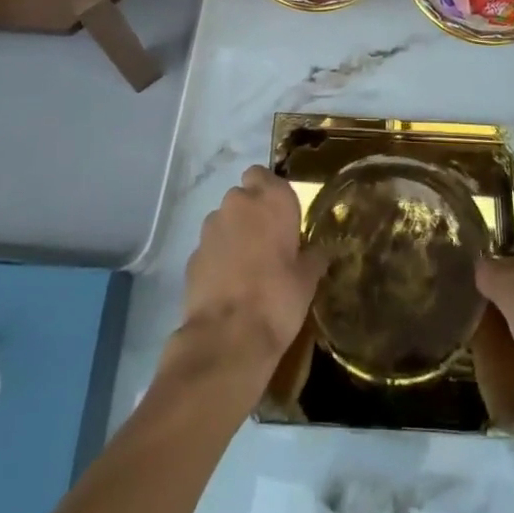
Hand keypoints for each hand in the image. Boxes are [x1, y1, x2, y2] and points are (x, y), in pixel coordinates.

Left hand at [171, 166, 326, 379]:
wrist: (227, 338)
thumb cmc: (277, 300)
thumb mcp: (307, 281)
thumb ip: (313, 257)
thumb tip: (320, 252)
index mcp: (272, 199)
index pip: (263, 174)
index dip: (268, 192)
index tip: (278, 215)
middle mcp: (239, 203)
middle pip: (243, 196)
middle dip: (251, 213)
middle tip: (266, 244)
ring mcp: (211, 227)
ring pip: (224, 220)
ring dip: (233, 234)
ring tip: (245, 268)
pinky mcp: (193, 253)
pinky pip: (210, 247)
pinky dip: (217, 258)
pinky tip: (227, 285)